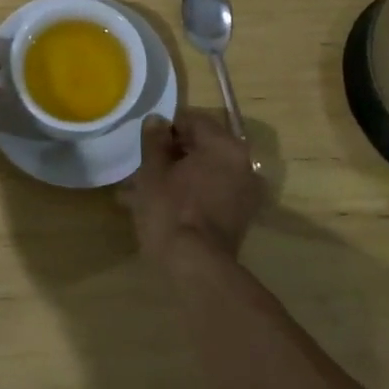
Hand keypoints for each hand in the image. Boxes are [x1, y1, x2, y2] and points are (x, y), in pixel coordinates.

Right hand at [120, 109, 261, 263]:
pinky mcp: (240, 217)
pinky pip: (212, 192)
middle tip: (143, 168)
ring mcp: (245, 192)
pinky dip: (190, 193)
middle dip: (171, 155)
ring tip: (144, 191)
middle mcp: (243, 164)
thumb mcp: (153, 170)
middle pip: (201, 147)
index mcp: (225, 145)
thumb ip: (155, 140)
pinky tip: (162, 207)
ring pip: (204, 172)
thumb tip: (157, 120)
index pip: (193, 121)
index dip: (166, 129)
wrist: (196, 268)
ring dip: (177, 176)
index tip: (147, 145)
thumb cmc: (171, 209)